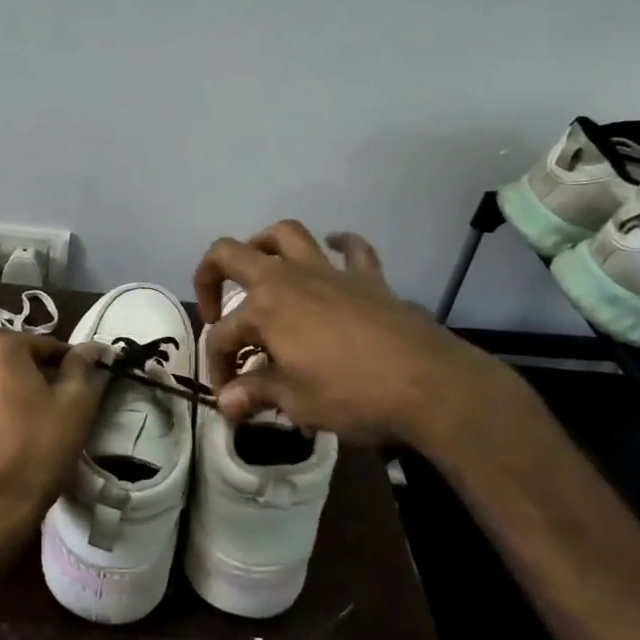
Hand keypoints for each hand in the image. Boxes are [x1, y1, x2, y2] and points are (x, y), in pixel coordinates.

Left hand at [0, 330, 108, 559]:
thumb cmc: (39, 446)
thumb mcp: (76, 402)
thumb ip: (83, 366)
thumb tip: (90, 347)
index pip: (47, 345)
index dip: (69, 366)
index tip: (82, 389)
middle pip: (19, 359)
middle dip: (42, 376)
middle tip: (64, 405)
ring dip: (20, 391)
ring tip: (40, 422)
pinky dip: (0, 408)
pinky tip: (15, 435)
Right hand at [193, 221, 534, 456]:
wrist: (429, 385)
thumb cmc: (352, 395)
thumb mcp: (296, 401)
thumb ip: (256, 393)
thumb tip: (226, 404)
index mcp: (265, 307)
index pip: (222, 334)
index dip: (218, 365)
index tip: (229, 396)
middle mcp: (288, 278)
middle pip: (232, 254)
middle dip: (210, 276)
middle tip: (213, 308)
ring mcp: (330, 272)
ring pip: (286, 235)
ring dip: (265, 244)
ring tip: (261, 268)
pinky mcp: (368, 278)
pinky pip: (351, 249)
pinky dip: (339, 246)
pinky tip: (333, 251)